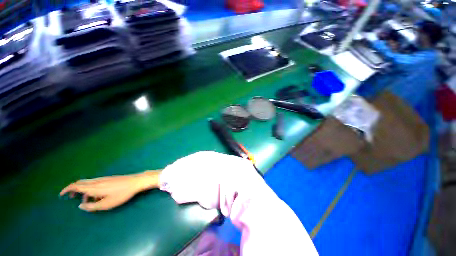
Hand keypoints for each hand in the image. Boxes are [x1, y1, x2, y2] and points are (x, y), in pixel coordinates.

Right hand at [60, 171, 160, 211]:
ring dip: (84, 191)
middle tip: (71, 197)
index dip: (67, 189)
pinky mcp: (110, 178)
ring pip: (89, 183)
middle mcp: (97, 181)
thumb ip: (91, 206)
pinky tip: (98, 196)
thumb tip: (80, 206)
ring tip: (87, 201)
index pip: (76, 186)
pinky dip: (92, 189)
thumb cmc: (122, 194)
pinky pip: (96, 183)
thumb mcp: (106, 204)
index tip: (61, 195)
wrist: (136, 182)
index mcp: (94, 187)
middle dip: (74, 189)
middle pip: (81, 183)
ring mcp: (104, 178)